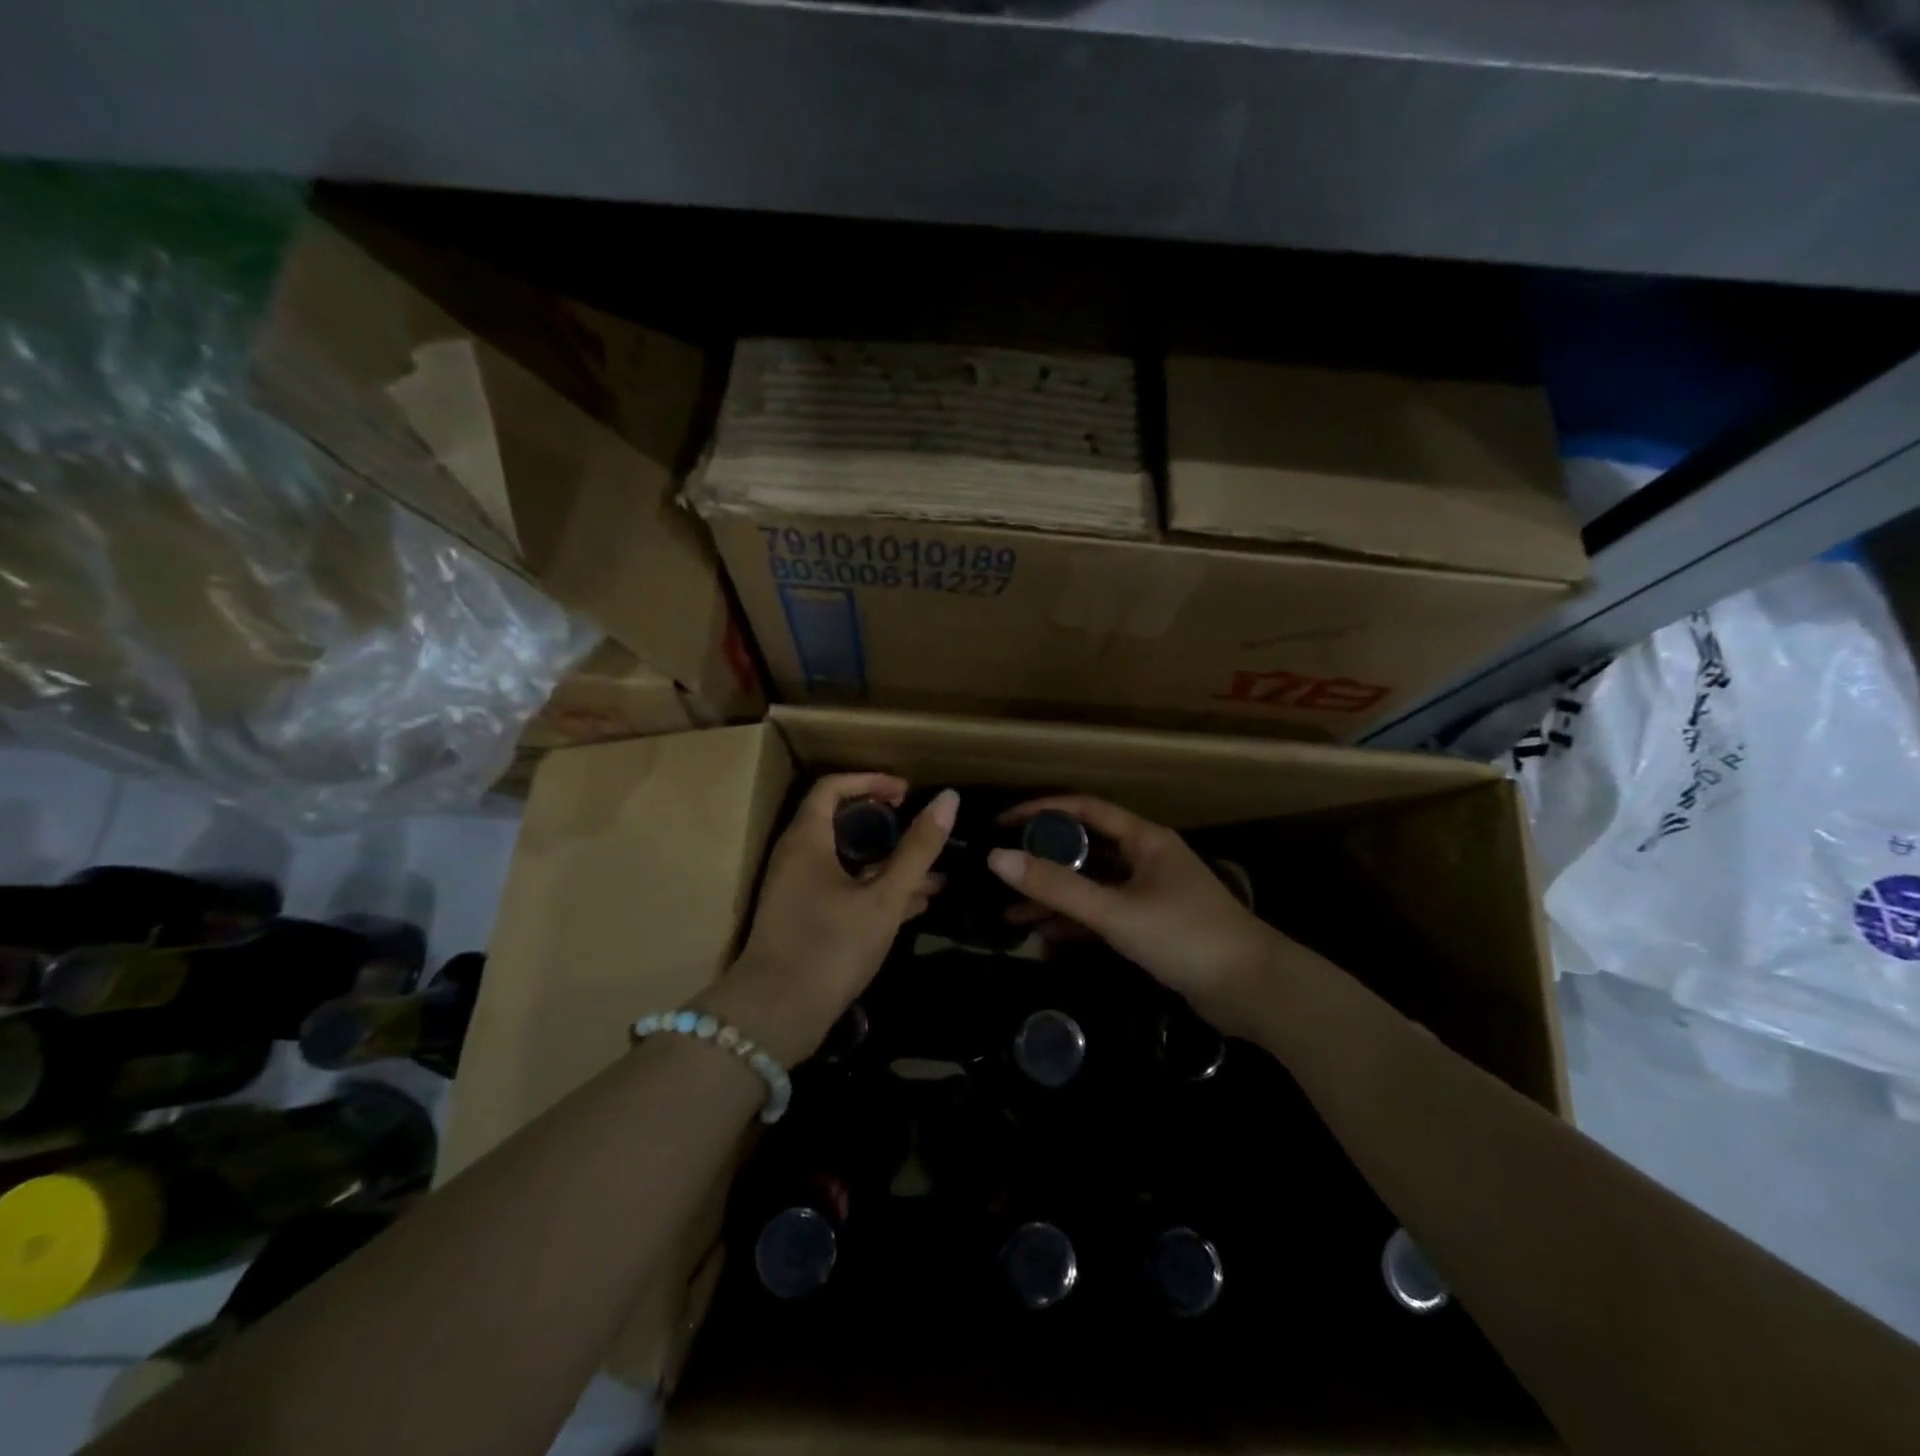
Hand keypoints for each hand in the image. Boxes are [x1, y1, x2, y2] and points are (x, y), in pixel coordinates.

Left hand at [709, 774, 955, 1064]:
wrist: (776, 1016)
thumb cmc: (831, 945)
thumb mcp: (884, 897)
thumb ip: (918, 850)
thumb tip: (948, 799)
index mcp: (807, 840)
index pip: (833, 787)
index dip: (871, 781)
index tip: (906, 792)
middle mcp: (798, 858)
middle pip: (841, 823)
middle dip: (886, 824)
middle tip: (920, 829)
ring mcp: (799, 891)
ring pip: (848, 861)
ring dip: (889, 863)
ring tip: (936, 874)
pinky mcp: (806, 921)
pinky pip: (845, 890)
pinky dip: (877, 890)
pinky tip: (916, 905)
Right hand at [988, 796, 1288, 1036]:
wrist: (1253, 990)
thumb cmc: (1185, 936)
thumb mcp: (1115, 911)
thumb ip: (1057, 886)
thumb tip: (996, 858)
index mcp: (1144, 839)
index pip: (1085, 810)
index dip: (1042, 811)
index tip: (1003, 823)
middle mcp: (1146, 858)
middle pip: (1086, 848)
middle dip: (1044, 860)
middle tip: (1003, 870)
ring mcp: (1150, 893)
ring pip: (1092, 885)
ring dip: (1056, 896)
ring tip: (1010, 913)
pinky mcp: (1153, 926)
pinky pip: (1104, 913)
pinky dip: (1076, 921)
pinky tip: (1044, 935)